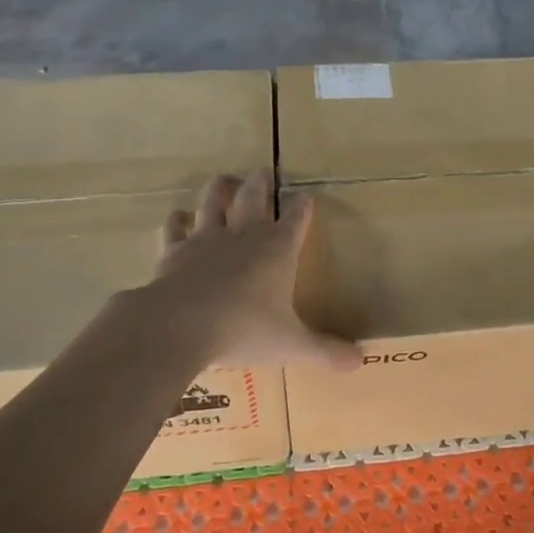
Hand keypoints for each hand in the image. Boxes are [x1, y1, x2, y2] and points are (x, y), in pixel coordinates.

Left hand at [145, 170, 360, 370]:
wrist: (180, 325)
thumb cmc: (244, 329)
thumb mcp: (291, 345)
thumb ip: (325, 351)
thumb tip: (360, 362)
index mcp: (277, 249)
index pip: (296, 218)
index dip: (303, 206)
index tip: (306, 196)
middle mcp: (243, 235)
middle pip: (253, 197)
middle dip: (260, 182)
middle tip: (263, 170)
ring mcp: (205, 239)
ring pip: (212, 202)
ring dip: (218, 189)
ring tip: (222, 180)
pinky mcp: (173, 251)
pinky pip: (174, 227)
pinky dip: (176, 220)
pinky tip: (177, 216)